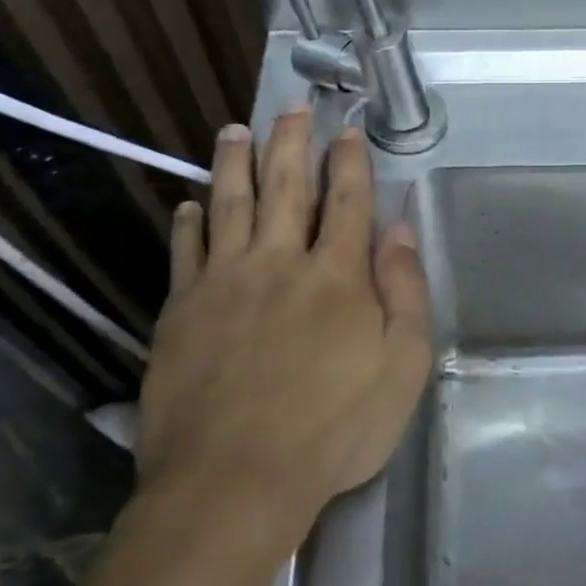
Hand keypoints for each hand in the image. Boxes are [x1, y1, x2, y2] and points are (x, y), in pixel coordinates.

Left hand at [138, 110, 432, 542]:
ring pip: (230, 205)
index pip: (347, 201)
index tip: (347, 129)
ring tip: (235, 130)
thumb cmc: (334, 428)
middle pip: (286, 187)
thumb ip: (405, 292)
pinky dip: (188, 223)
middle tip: (292, 105)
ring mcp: (224, 282)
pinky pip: (185, 252)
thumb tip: (401, 229)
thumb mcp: (402, 367)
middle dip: (292, 142)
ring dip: (234, 163)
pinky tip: (188, 205)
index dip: (350, 162)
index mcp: (337, 275)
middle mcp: (279, 262)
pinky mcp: (181, 310)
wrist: (235, 479)